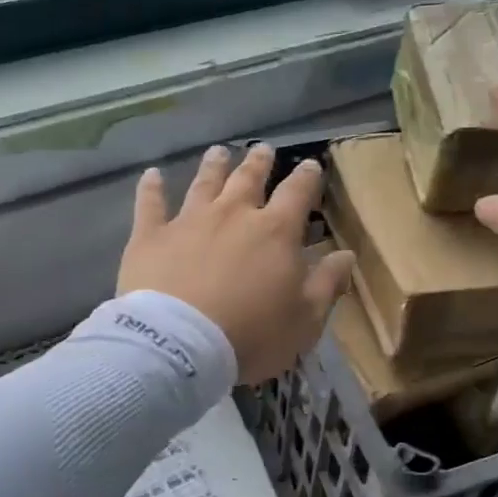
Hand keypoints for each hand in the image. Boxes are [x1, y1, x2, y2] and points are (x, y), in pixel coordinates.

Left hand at [118, 144, 355, 383]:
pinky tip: (152, 174)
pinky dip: (152, 188)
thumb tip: (347, 254)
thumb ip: (327, 284)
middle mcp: (233, 214)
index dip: (307, 178)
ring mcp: (188, 221)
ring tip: (218, 151)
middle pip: (248, 179)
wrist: (179, 346)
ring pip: (204, 184)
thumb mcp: (305, 319)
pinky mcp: (150, 237)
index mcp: (275, 232)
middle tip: (263, 149)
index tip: (311, 164)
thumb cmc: (251, 335)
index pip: (297, 194)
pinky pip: (150, 204)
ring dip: (213, 166)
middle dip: (259, 163)